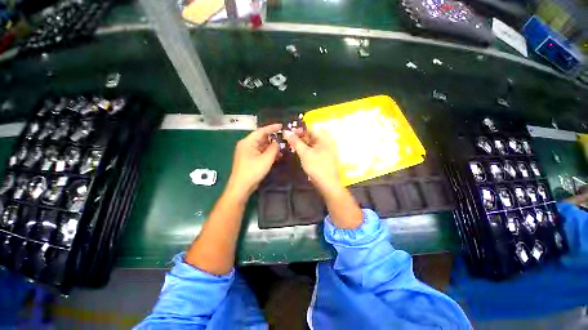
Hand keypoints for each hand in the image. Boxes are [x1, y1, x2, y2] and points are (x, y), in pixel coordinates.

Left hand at [227, 124, 281, 198]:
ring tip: (282, 148)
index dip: (272, 128)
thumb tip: (277, 143)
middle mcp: (246, 145)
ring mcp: (247, 152)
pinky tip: (276, 156)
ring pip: (261, 146)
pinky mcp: (249, 159)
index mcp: (248, 142)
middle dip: (273, 139)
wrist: (241, 187)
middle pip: (261, 138)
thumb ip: (273, 149)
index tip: (282, 126)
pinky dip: (268, 153)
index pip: (261, 131)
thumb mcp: (266, 159)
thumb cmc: (253, 171)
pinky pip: (260, 152)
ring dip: (271, 147)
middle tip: (284, 138)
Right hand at [284, 129, 341, 195]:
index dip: (299, 130)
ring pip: (312, 143)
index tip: (288, 134)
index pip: (310, 128)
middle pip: (311, 135)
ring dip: (303, 144)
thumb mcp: (304, 153)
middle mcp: (327, 141)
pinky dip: (307, 150)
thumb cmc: (316, 167)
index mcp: (324, 138)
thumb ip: (295, 142)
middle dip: (300, 138)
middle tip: (289, 142)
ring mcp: (326, 149)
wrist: (327, 184)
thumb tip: (286, 131)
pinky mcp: (325, 156)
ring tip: (293, 148)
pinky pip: (314, 149)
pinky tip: (301, 154)